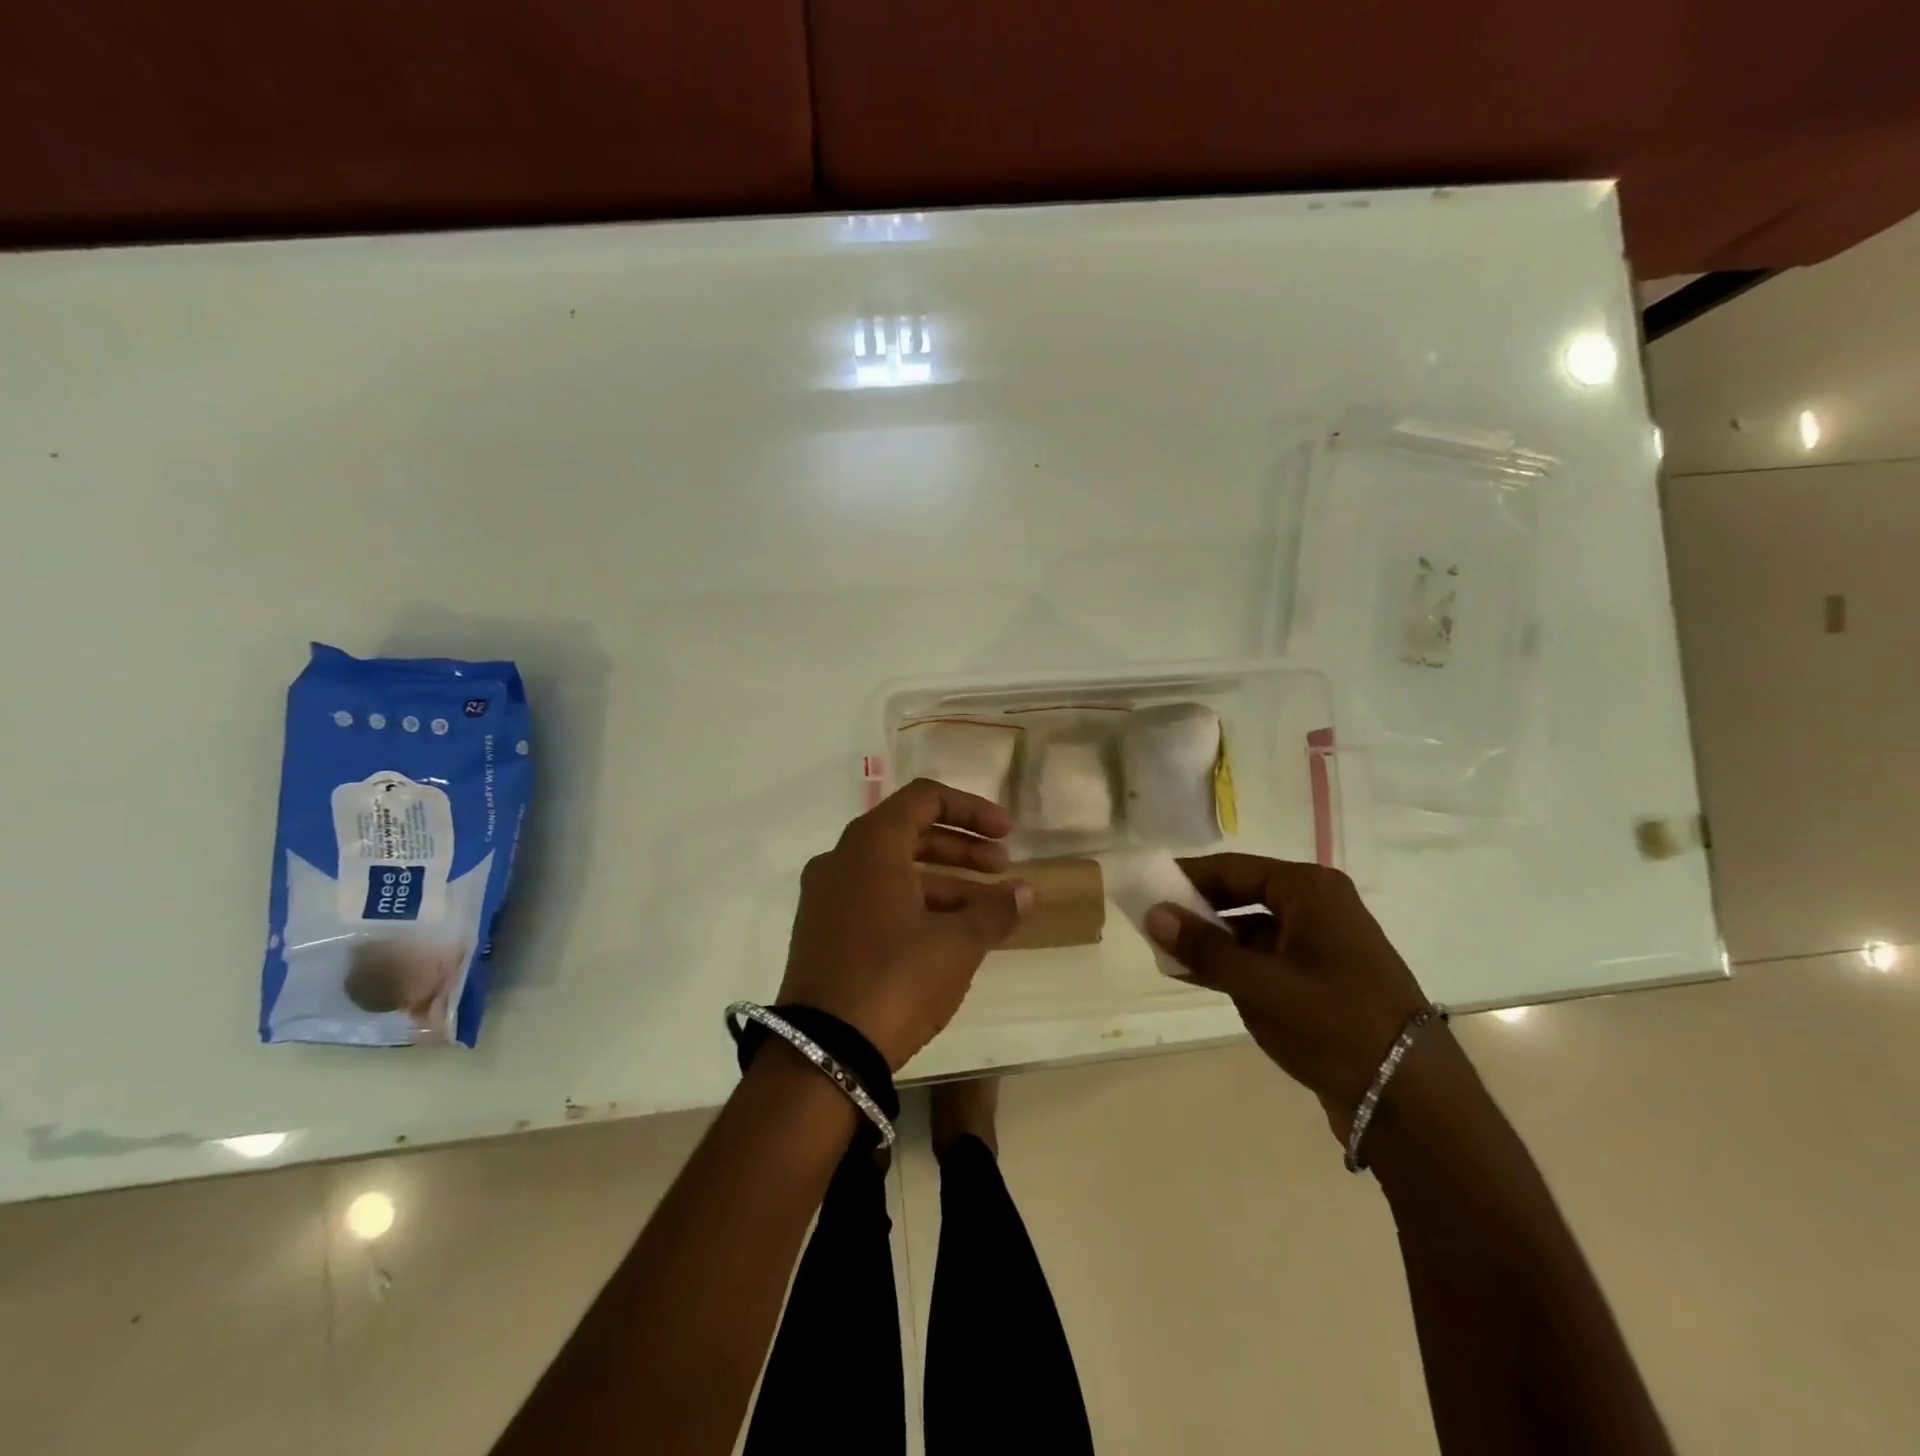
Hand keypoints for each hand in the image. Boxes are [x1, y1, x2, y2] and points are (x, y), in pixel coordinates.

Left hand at [779, 779, 1033, 1069]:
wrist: (822, 1054)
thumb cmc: (895, 979)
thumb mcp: (957, 944)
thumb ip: (995, 911)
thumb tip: (1028, 894)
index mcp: (871, 845)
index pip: (925, 799)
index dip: (971, 810)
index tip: (1007, 833)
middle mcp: (842, 859)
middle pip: (911, 833)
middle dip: (962, 849)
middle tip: (1002, 869)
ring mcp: (826, 897)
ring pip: (894, 871)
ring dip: (944, 882)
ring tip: (988, 910)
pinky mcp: (822, 931)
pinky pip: (876, 899)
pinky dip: (915, 904)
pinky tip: (949, 934)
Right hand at [1145, 855, 1428, 1136]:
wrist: (1410, 1100)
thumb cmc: (1333, 1024)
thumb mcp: (1259, 984)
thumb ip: (1203, 947)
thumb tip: (1152, 914)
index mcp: (1310, 890)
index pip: (1231, 869)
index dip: (1185, 877)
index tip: (1144, 887)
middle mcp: (1318, 906)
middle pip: (1241, 894)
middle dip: (1197, 910)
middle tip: (1151, 923)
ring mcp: (1323, 943)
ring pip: (1252, 928)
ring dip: (1212, 940)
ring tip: (1166, 953)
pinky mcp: (1322, 978)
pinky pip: (1267, 957)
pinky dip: (1234, 963)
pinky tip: (1198, 976)